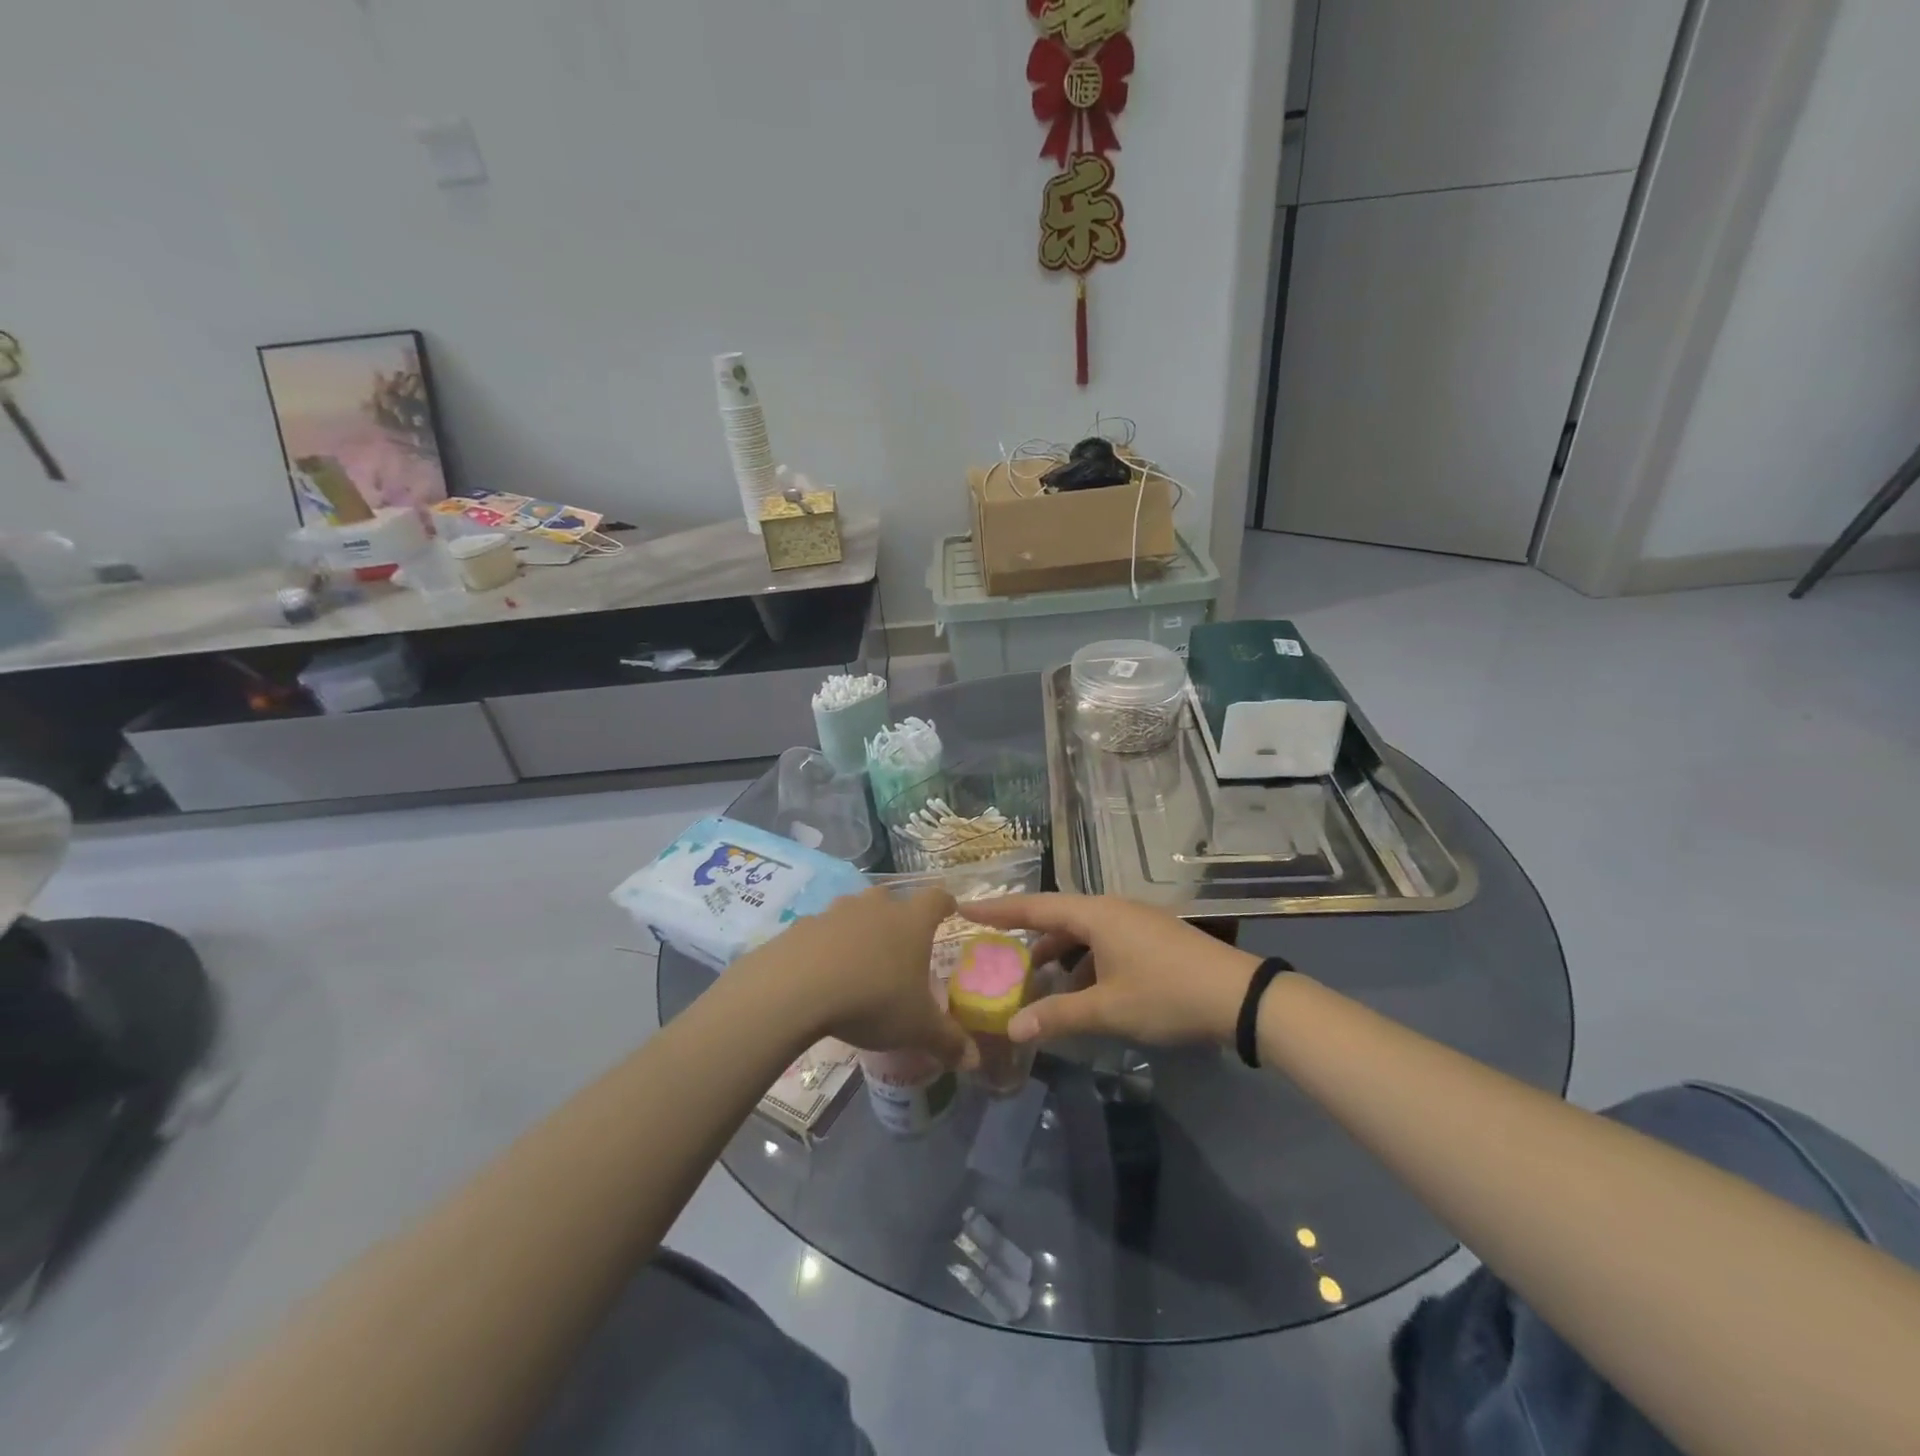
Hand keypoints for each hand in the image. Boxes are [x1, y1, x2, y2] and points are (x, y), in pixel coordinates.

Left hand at [747, 887, 976, 1068]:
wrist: (797, 988)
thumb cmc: (873, 1000)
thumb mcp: (916, 1027)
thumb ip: (947, 1041)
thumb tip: (974, 1060)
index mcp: (911, 921)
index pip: (937, 898)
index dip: (945, 904)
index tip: (949, 910)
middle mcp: (876, 907)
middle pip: (892, 899)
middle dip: (897, 916)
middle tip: (899, 943)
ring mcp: (836, 912)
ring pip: (854, 911)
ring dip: (859, 928)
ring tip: (858, 958)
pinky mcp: (802, 925)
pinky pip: (821, 931)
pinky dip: (824, 945)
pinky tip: (821, 972)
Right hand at [962, 894, 1259, 1046]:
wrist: (1239, 997)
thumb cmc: (1166, 994)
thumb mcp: (1108, 1008)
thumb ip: (1058, 1016)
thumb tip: (1013, 1030)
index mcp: (1096, 914)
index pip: (1035, 906)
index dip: (998, 909)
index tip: (965, 907)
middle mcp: (1111, 909)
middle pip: (1058, 917)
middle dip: (1027, 936)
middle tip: (996, 952)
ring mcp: (1134, 922)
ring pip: (1083, 932)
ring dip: (1058, 954)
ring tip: (1036, 981)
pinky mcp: (1151, 938)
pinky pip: (1103, 942)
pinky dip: (1084, 962)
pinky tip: (1081, 991)